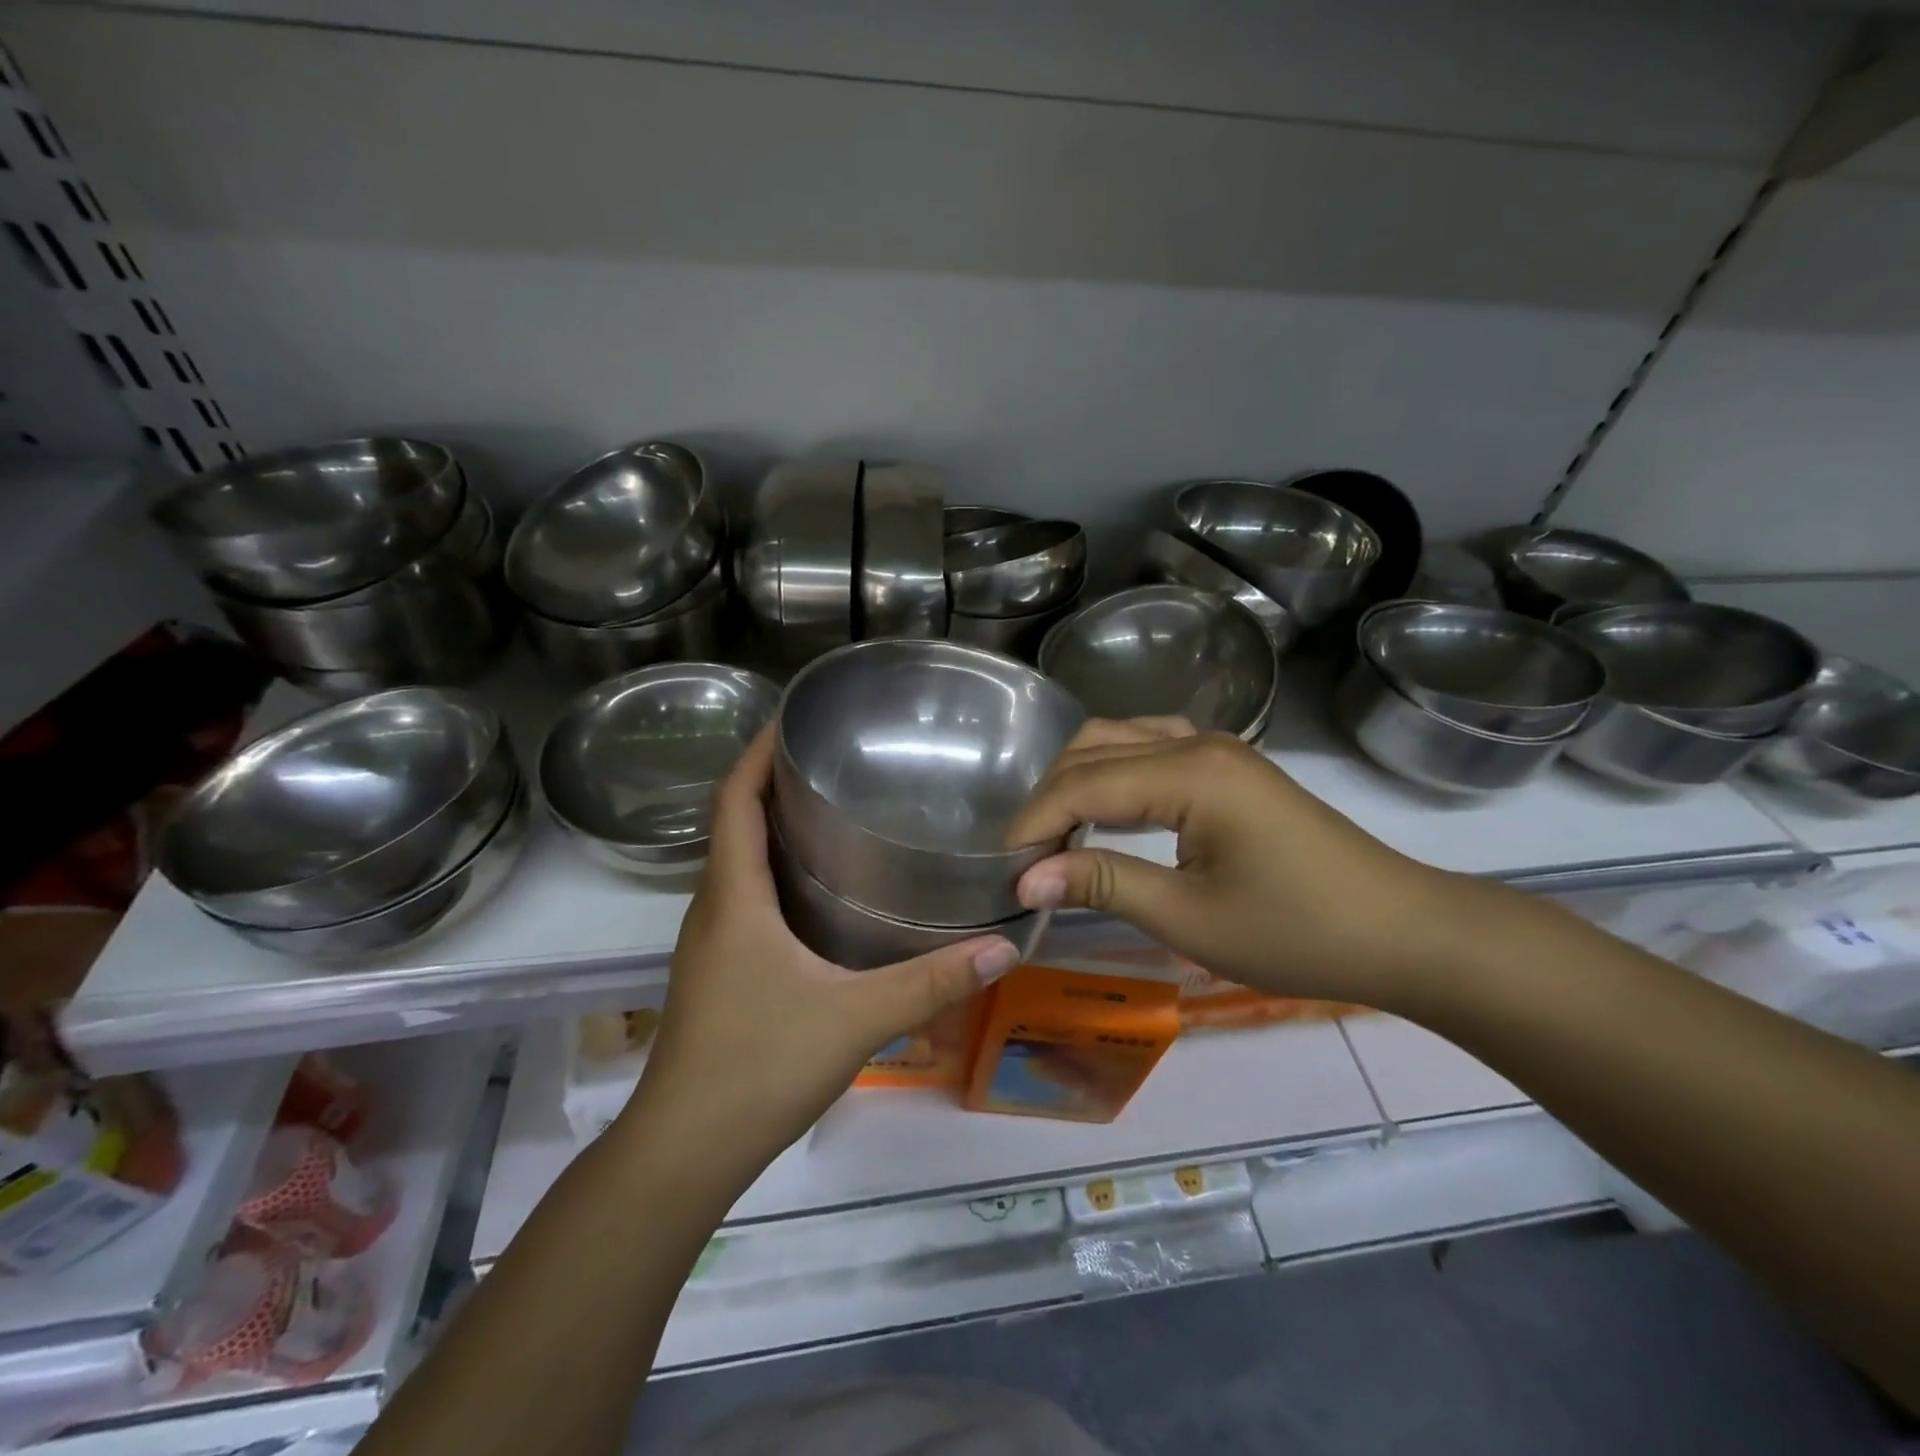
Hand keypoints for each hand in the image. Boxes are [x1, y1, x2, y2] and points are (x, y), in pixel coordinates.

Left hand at [621, 727, 1019, 1185]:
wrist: (683, 1151)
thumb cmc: (758, 1067)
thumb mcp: (855, 1018)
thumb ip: (930, 982)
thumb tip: (1004, 947)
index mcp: (733, 898)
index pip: (733, 801)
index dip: (755, 752)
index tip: (791, 718)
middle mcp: (713, 909)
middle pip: (733, 823)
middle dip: (772, 782)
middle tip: (835, 759)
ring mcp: (710, 943)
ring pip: (737, 863)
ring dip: (772, 827)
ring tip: (832, 809)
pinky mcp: (717, 972)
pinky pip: (744, 898)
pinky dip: (774, 872)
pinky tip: (820, 890)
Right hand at [1004, 719, 1466, 1010]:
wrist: (1402, 931)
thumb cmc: (1298, 932)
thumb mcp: (1190, 918)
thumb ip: (1103, 884)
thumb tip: (1027, 878)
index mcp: (1189, 772)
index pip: (1083, 784)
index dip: (1035, 823)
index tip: (1005, 869)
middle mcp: (1198, 742)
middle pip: (1095, 749)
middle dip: (1050, 797)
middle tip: (1028, 855)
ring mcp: (1218, 749)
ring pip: (1121, 739)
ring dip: (1079, 778)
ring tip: (1057, 832)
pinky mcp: (1230, 766)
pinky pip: (1153, 748)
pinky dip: (1115, 771)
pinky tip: (1109, 806)